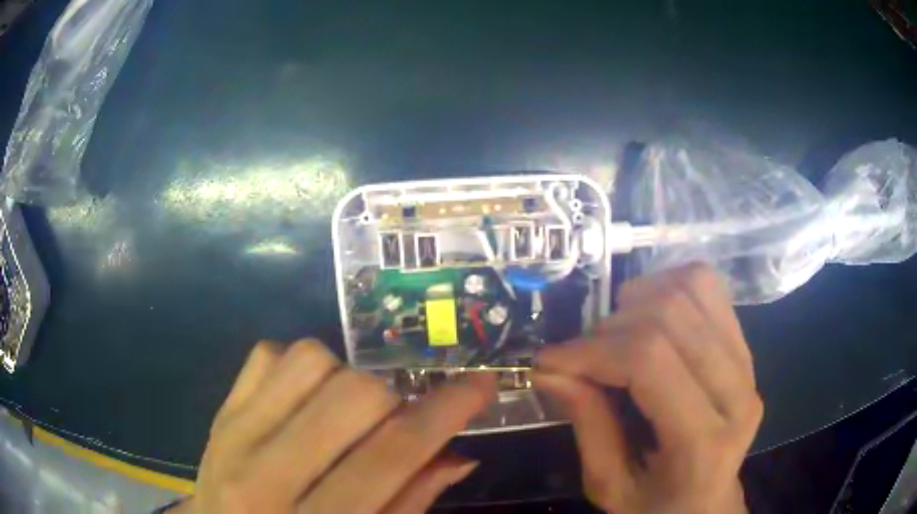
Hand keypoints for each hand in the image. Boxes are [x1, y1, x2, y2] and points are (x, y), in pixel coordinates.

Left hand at [173, 340, 495, 513]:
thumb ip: (409, 503)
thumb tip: (458, 454)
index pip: (392, 456)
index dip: (445, 412)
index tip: (479, 385)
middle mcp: (265, 473)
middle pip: (353, 396)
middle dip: (393, 399)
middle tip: (396, 421)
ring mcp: (233, 434)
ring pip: (309, 360)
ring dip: (346, 379)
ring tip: (346, 413)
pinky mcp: (219, 411)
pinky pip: (267, 355)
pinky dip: (300, 368)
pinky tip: (306, 401)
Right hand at [533, 264, 761, 513]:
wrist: (708, 504)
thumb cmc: (656, 507)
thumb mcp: (610, 486)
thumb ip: (586, 426)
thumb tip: (550, 370)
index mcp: (703, 442)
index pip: (649, 361)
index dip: (591, 351)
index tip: (549, 361)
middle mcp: (737, 392)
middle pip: (671, 316)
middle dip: (608, 328)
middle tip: (580, 357)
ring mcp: (748, 363)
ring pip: (693, 288)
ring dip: (639, 300)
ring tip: (613, 334)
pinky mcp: (746, 347)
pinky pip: (709, 288)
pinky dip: (668, 286)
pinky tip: (646, 315)